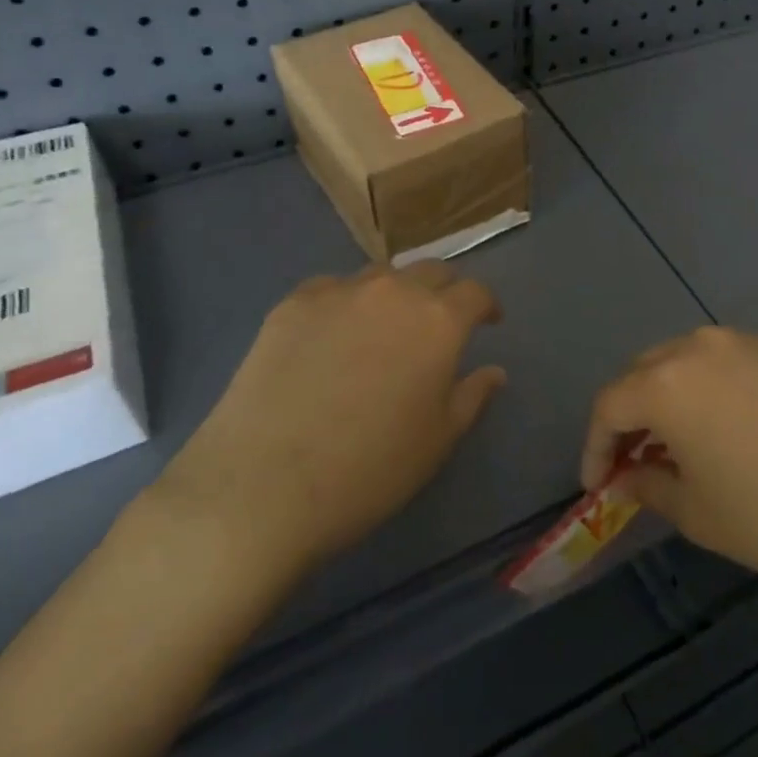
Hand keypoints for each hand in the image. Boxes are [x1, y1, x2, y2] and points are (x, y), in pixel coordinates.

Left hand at [156, 262, 504, 580]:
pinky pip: (330, 289)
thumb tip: (494, 371)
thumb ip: (472, 396)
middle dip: (444, 291)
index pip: (475, 292)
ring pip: (380, 277)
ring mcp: (338, 293)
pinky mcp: (291, 304)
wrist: (263, 485)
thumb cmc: (369, 469)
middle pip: (430, 271)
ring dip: (394, 294)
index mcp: (438, 321)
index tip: (488, 322)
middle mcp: (393, 292)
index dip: (486, 305)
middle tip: (439, 321)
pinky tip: (331, 335)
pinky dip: (344, 303)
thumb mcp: (438, 441)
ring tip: (384, 326)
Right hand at [581, 326, 757, 604]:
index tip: (597, 483)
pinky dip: (713, 389)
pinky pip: (730, 362)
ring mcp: (748, 342)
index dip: (595, 445)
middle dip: (630, 414)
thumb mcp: (698, 514)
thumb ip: (648, 485)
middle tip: (634, 460)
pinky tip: (734, 428)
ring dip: (670, 396)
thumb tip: (627, 475)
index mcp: (669, 381)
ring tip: (681, 442)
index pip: (610, 404)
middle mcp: (702, 346)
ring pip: (686, 360)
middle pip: (644, 372)